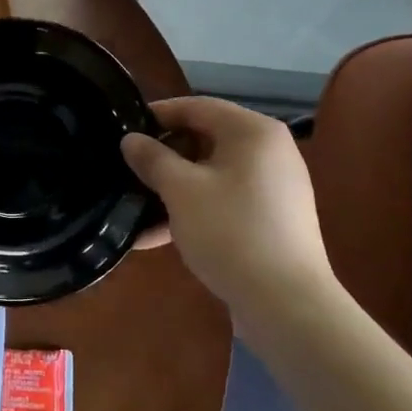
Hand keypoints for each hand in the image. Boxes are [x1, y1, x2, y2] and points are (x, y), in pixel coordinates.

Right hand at [121, 98, 336, 337]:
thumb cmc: (230, 231)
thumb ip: (152, 159)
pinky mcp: (270, 219)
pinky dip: (194, 211)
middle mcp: (269, 151)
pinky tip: (156, 237)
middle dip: (163, 157)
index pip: (197, 106)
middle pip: (205, 140)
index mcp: (253, 131)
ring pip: (211, 175)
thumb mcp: (181, 191)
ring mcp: (273, 187)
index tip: (124, 129)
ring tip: (134, 209)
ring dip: (173, 190)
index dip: (158, 115)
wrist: (286, 304)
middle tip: (128, 171)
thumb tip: (130, 140)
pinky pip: (224, 201)